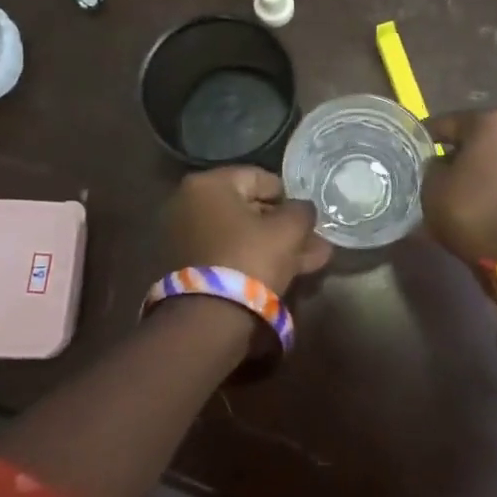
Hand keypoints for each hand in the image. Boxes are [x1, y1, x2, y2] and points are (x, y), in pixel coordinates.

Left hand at [163, 167, 331, 295]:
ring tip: (310, 262)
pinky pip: (227, 255)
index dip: (289, 196)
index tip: (307, 216)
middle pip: (249, 209)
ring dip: (275, 246)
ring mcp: (183, 238)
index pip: (259, 177)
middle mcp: (188, 204)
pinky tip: (285, 274)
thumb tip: (303, 209)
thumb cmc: (250, 258)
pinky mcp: (185, 268)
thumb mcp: (289, 230)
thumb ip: (302, 211)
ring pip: (241, 236)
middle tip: (313, 242)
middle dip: (283, 227)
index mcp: (208, 184)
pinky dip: (253, 261)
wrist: (208, 319)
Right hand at [423, 109, 496, 269]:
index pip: (447, 123)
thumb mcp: (433, 186)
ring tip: (454, 184)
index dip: (426, 136)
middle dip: (455, 150)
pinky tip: (477, 194)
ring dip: (476, 165)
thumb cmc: (472, 210)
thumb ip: (432, 165)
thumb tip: (440, 163)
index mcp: (491, 120)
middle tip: (432, 167)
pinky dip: (493, 179)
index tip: (411, 147)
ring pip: (494, 154)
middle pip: (475, 136)